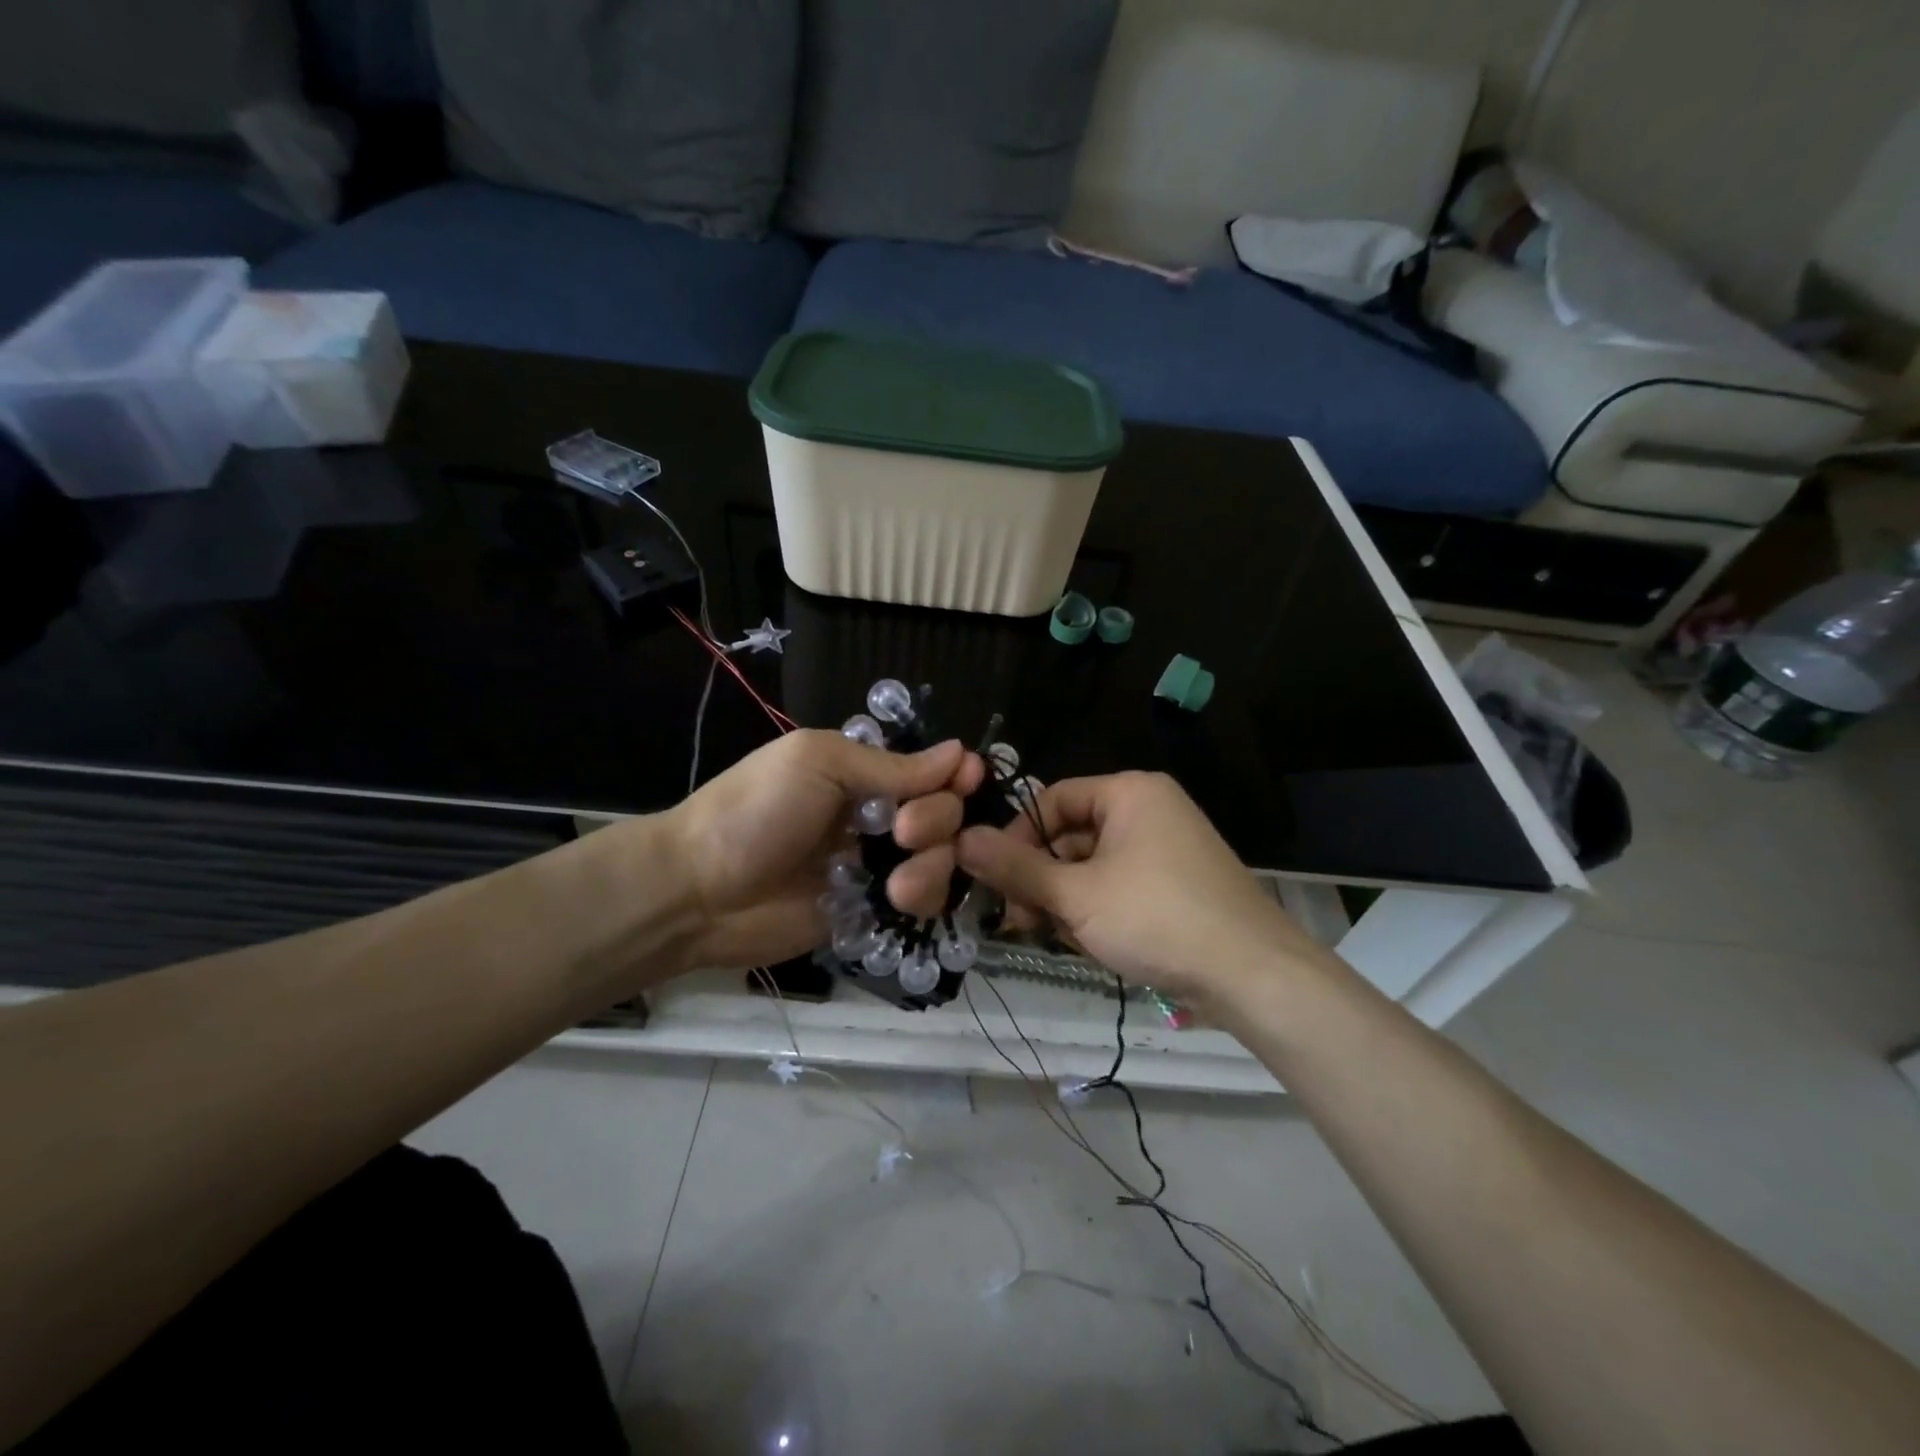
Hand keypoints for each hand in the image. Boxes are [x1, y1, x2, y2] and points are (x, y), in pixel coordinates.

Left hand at [660, 730, 983, 971]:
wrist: (699, 892)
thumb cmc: (756, 811)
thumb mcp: (819, 764)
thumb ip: (891, 766)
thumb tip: (959, 753)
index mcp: (863, 771)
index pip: (930, 768)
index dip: (955, 774)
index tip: (969, 780)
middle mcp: (876, 814)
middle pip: (944, 813)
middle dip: (938, 820)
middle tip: (902, 832)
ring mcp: (875, 864)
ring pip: (941, 859)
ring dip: (932, 866)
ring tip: (898, 885)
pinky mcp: (870, 909)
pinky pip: (921, 901)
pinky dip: (921, 898)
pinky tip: (895, 901)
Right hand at [956, 771, 1326, 1005]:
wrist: (1253, 974)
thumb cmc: (1156, 917)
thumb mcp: (1076, 894)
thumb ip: (1015, 867)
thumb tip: (961, 839)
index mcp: (1129, 792)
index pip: (1052, 800)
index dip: (1016, 837)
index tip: (995, 879)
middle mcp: (1149, 809)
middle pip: (1071, 836)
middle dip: (1042, 880)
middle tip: (1021, 921)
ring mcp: (1167, 848)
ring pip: (1093, 867)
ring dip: (1067, 901)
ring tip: (1063, 938)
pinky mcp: (1177, 884)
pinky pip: (1120, 885)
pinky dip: (1099, 911)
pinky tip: (1094, 944)